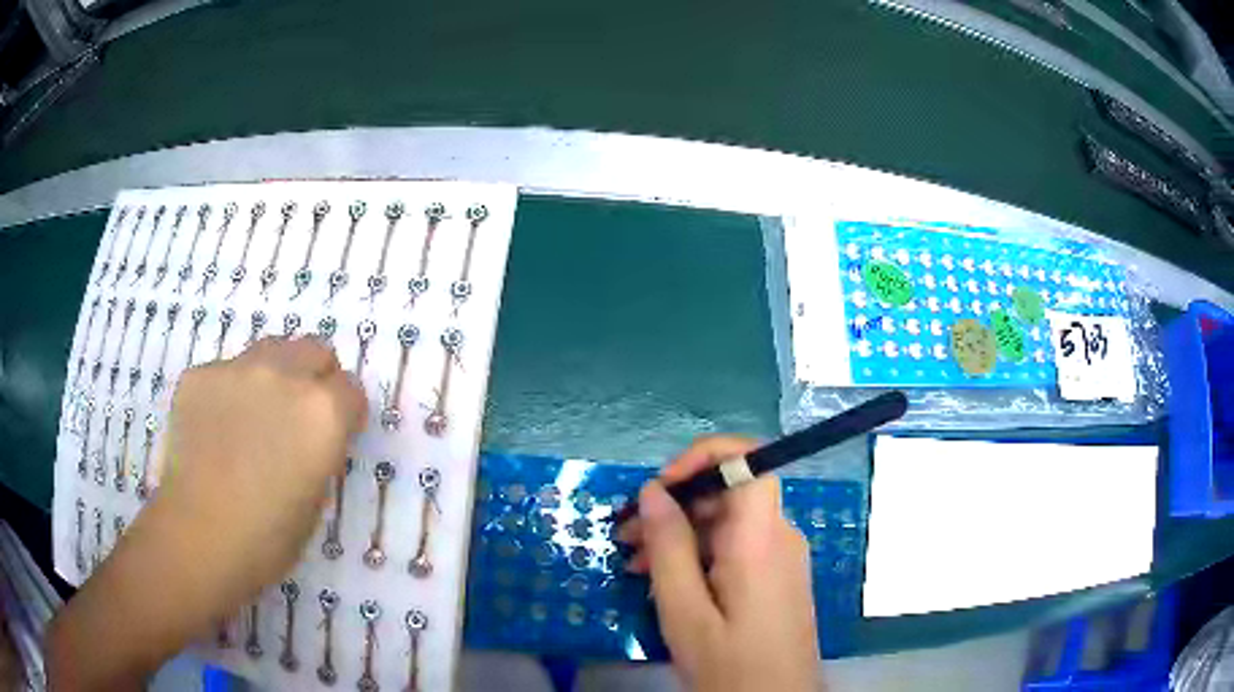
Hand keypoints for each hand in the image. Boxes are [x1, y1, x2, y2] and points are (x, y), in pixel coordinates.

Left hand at [49, 337, 366, 689]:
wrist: (199, 535)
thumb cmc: (268, 536)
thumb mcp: (316, 499)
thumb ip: (320, 451)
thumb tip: (311, 437)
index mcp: (323, 412)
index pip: (352, 389)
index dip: (346, 413)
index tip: (334, 435)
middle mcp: (284, 375)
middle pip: (314, 349)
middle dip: (315, 376)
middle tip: (297, 416)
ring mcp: (237, 368)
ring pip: (269, 350)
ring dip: (274, 374)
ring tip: (255, 416)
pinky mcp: (200, 374)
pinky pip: (225, 372)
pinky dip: (230, 393)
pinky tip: (216, 430)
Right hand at [621, 436, 821, 691]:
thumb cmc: (729, 663)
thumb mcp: (685, 610)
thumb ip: (669, 547)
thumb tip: (652, 491)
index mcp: (760, 538)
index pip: (748, 459)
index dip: (702, 457)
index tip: (659, 488)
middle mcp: (779, 535)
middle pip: (730, 492)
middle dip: (676, 504)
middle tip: (627, 537)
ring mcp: (782, 556)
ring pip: (729, 520)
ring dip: (682, 532)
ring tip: (636, 563)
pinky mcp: (777, 576)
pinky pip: (738, 546)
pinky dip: (700, 552)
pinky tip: (668, 580)